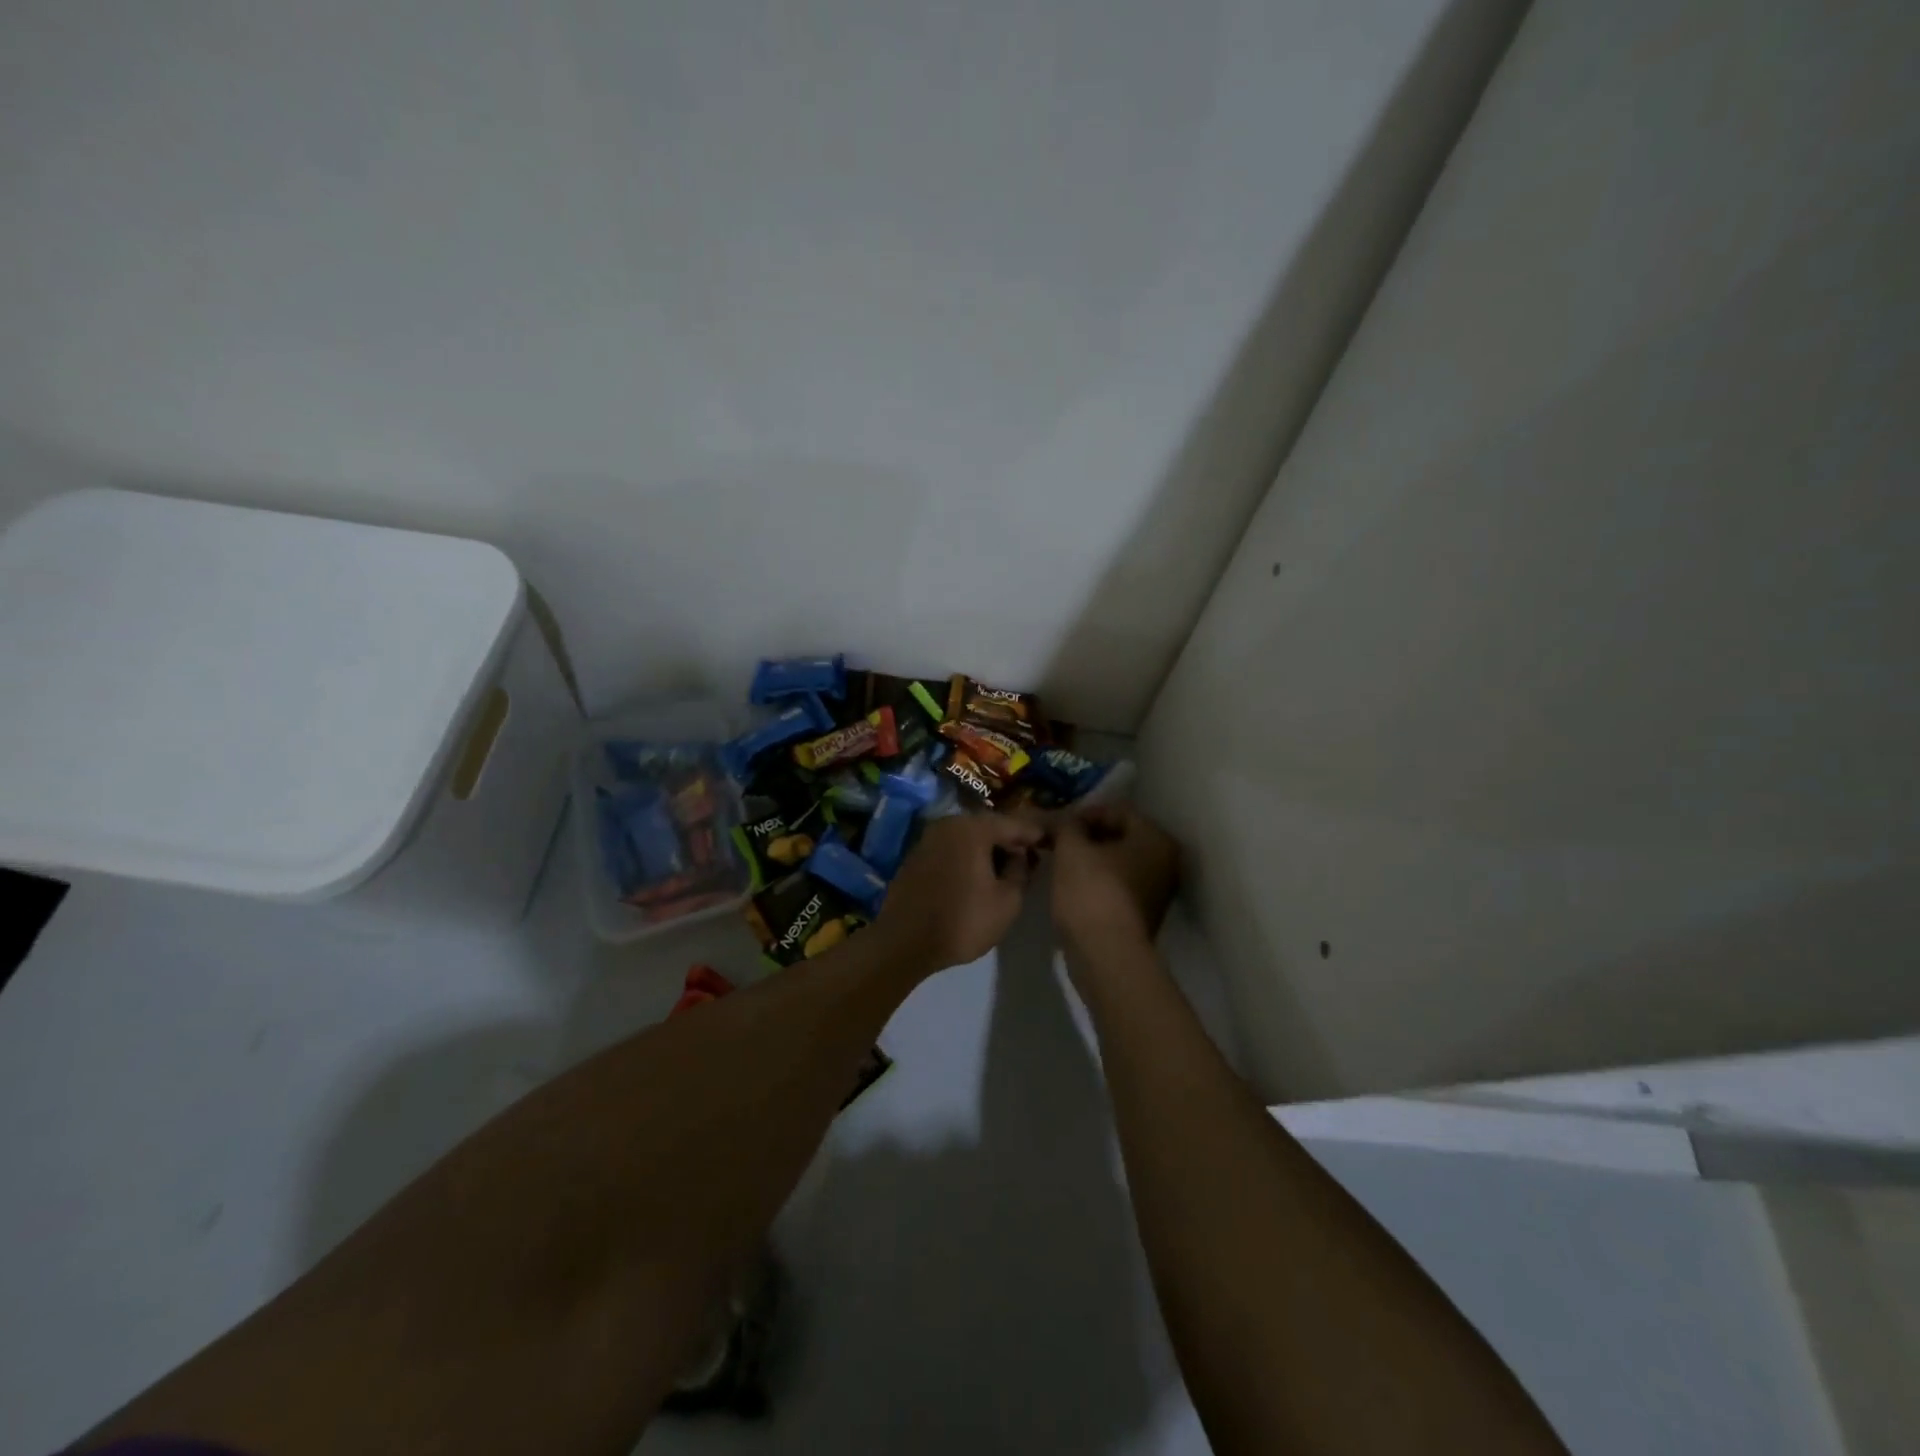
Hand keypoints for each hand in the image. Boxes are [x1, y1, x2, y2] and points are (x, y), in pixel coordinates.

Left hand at [873, 813, 1045, 974]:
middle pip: (990, 826)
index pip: (1015, 823)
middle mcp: (949, 823)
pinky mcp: (917, 855)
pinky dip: (969, 856)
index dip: (1036, 833)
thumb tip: (1021, 855)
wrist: (903, 942)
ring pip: (970, 836)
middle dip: (1012, 840)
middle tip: (1033, 856)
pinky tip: (980, 874)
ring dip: (990, 848)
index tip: (1054, 841)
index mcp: (973, 828)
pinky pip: (953, 848)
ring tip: (1009, 868)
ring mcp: (929, 837)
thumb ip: (1021, 871)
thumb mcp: (1007, 901)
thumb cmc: (962, 921)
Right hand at [1048, 804, 1179, 959]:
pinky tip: (1074, 887)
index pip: (1117, 811)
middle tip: (1058, 842)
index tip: (1058, 825)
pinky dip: (1098, 881)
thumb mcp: (1071, 849)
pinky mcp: (1144, 914)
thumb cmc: (1092, 891)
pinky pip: (1118, 885)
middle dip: (1087, 837)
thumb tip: (1066, 821)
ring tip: (1061, 864)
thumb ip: (1068, 826)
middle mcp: (1166, 861)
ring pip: (1119, 862)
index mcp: (1156, 838)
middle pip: (1120, 836)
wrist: (1106, 955)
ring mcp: (1158, 890)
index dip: (1084, 814)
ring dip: (1091, 860)